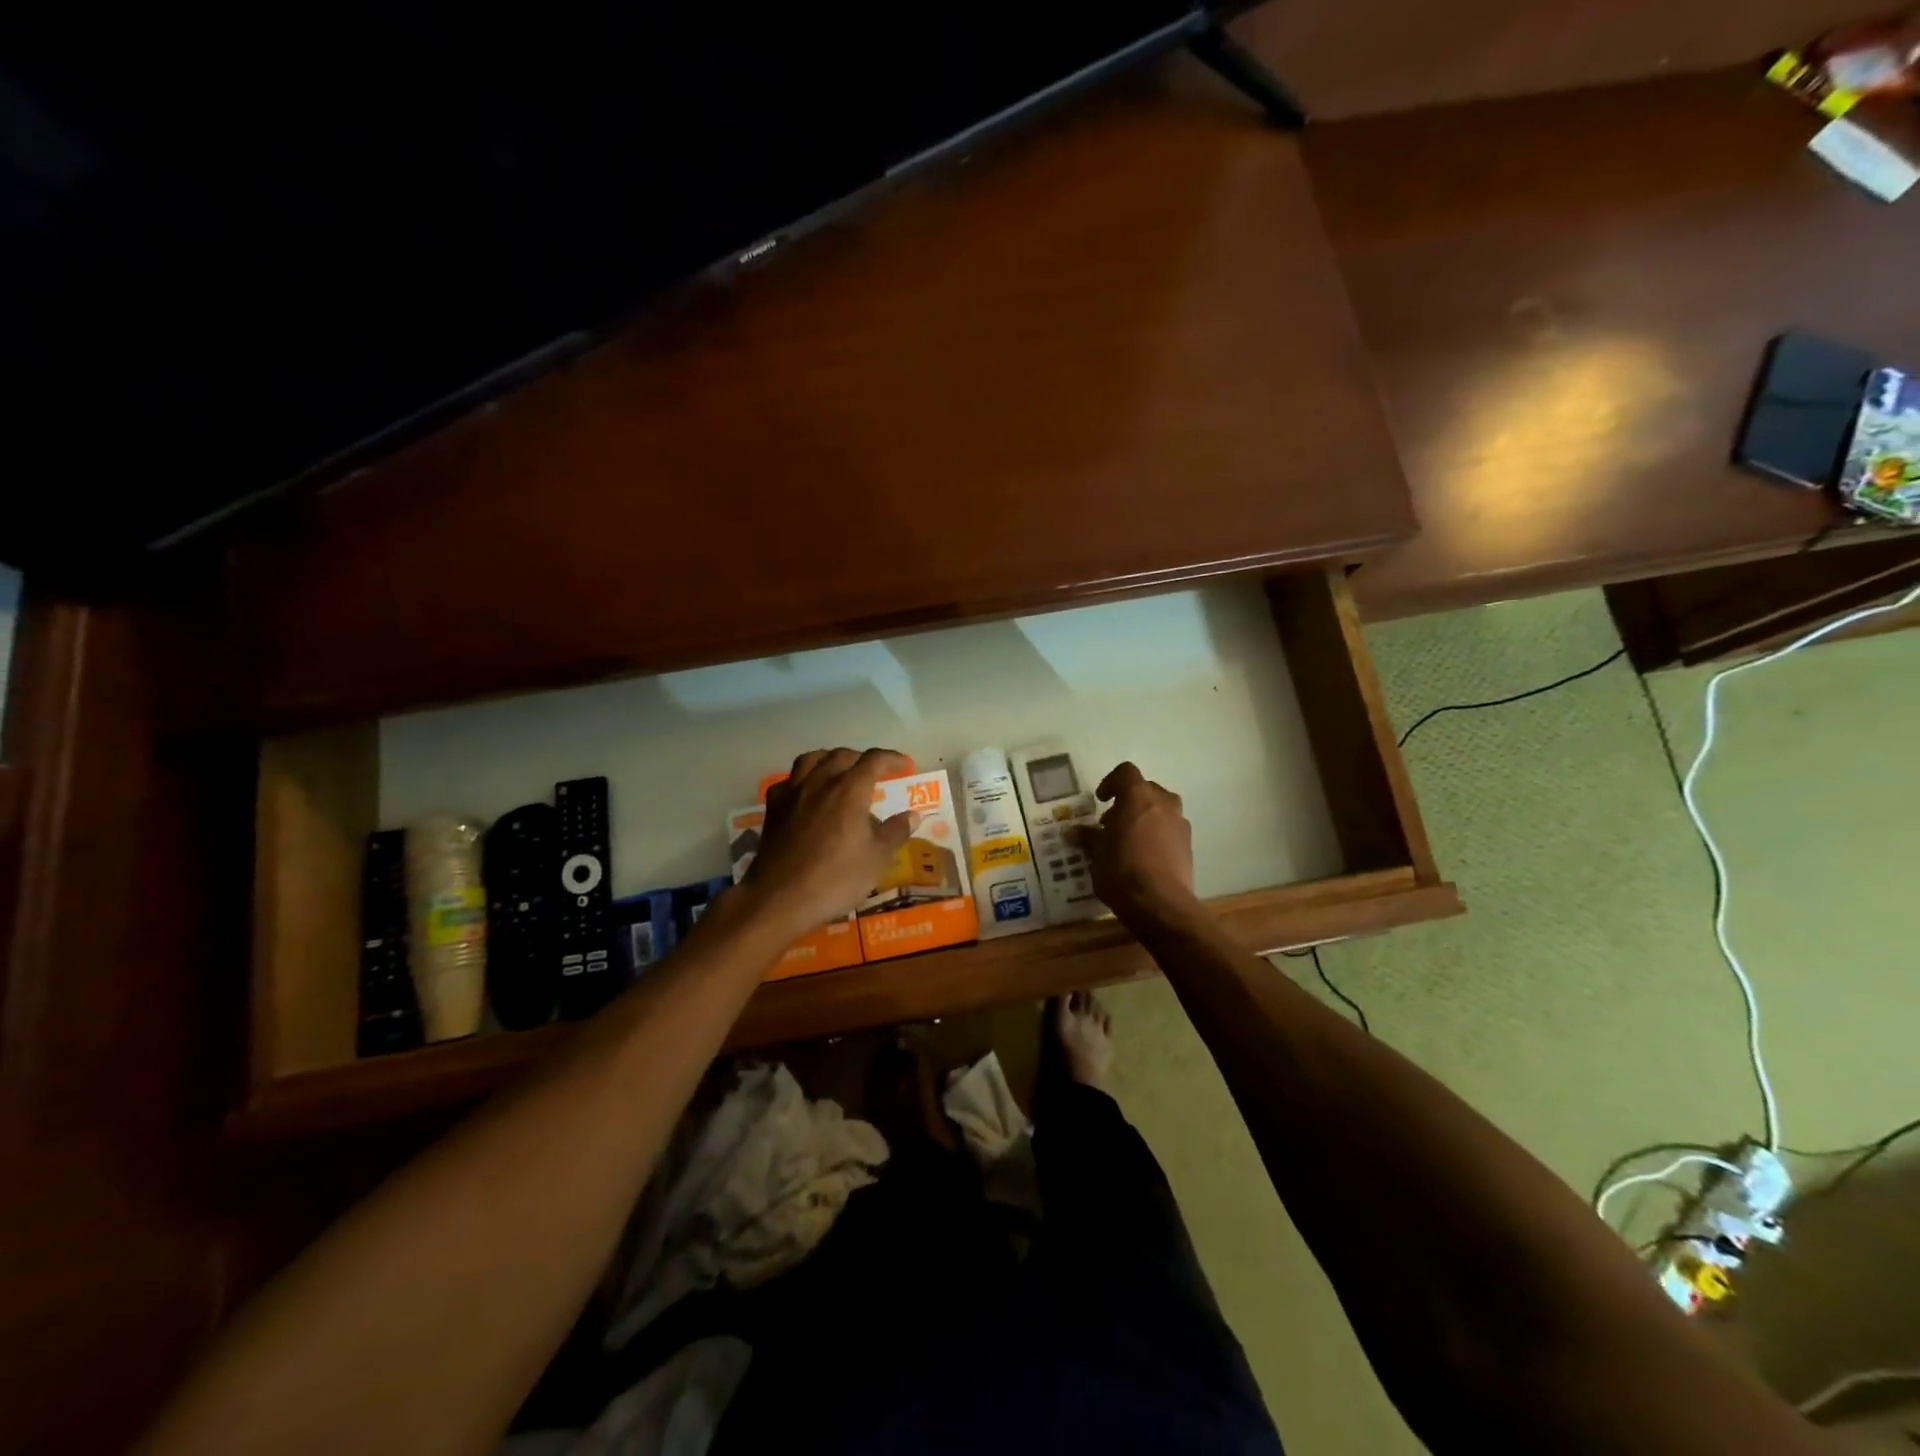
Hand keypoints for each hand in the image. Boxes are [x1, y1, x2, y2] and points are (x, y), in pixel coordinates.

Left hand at [746, 747, 918, 934]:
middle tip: (874, 772)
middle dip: (861, 759)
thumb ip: (896, 832)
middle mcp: (820, 782)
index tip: (904, 764)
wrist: (780, 898)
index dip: (891, 758)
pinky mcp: (773, 808)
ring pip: (811, 759)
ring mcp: (793, 793)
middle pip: (842, 755)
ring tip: (839, 772)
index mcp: (850, 790)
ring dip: (830, 759)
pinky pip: (789, 780)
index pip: (874, 760)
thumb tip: (913, 815)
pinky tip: (807, 793)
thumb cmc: (836, 878)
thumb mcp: (877, 858)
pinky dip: (803, 779)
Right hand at [1073, 762, 1197, 928]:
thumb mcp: (1096, 853)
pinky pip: (1169, 829)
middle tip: (1111, 823)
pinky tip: (1144, 857)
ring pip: (1160, 809)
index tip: (1101, 800)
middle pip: (1145, 790)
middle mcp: (1163, 803)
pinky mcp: (1188, 845)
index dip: (1111, 782)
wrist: (1161, 904)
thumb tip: (1072, 832)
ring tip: (1127, 840)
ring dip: (1144, 818)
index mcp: (1138, 796)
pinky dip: (1156, 835)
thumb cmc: (1122, 870)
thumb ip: (1087, 837)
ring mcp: (1180, 823)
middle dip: (1128, 802)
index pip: (1125, 772)